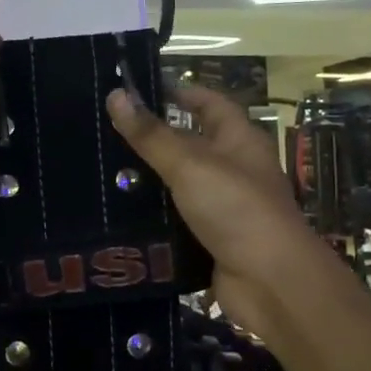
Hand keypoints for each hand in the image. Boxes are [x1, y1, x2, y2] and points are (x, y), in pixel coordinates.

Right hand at [106, 85, 322, 336]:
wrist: (270, 281)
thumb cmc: (236, 209)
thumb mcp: (190, 164)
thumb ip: (151, 134)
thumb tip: (117, 94)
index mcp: (239, 140)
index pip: (209, 104)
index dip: (180, 92)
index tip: (139, 89)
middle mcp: (233, 169)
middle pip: (190, 144)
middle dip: (152, 138)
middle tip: (103, 133)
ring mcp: (223, 207)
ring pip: (178, 185)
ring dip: (147, 181)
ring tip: (100, 173)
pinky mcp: (210, 239)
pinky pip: (175, 221)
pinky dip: (151, 218)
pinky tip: (117, 215)